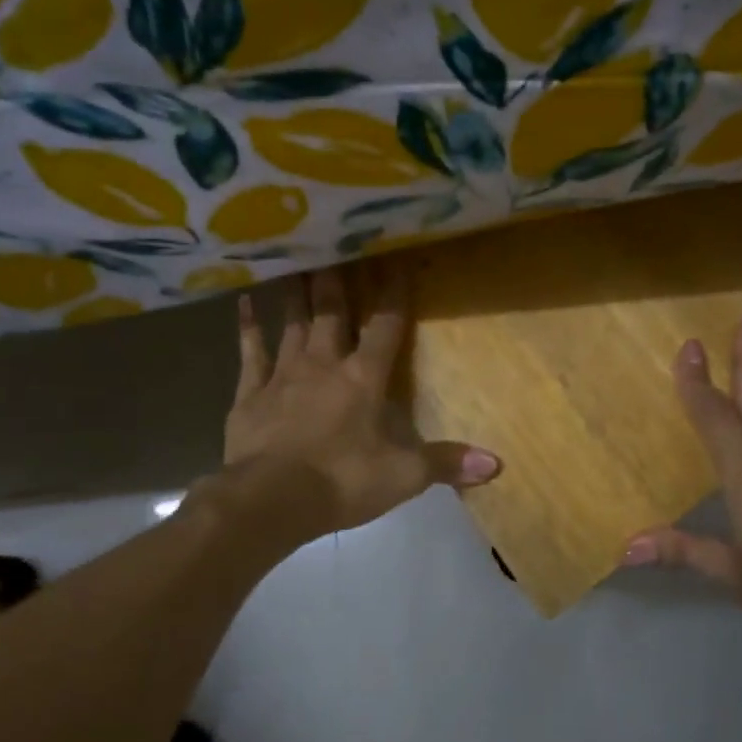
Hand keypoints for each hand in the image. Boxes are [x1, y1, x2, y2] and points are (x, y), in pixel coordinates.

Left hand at [222, 266, 500, 538]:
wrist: (270, 500)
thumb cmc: (342, 481)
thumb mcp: (403, 476)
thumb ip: (447, 463)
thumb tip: (497, 465)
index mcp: (364, 378)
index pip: (385, 325)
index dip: (394, 293)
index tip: (397, 258)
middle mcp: (324, 364)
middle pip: (333, 312)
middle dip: (338, 278)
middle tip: (335, 242)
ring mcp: (284, 375)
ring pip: (294, 323)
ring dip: (298, 293)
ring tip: (298, 260)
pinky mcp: (251, 393)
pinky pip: (251, 351)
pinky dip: (248, 327)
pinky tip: (244, 301)